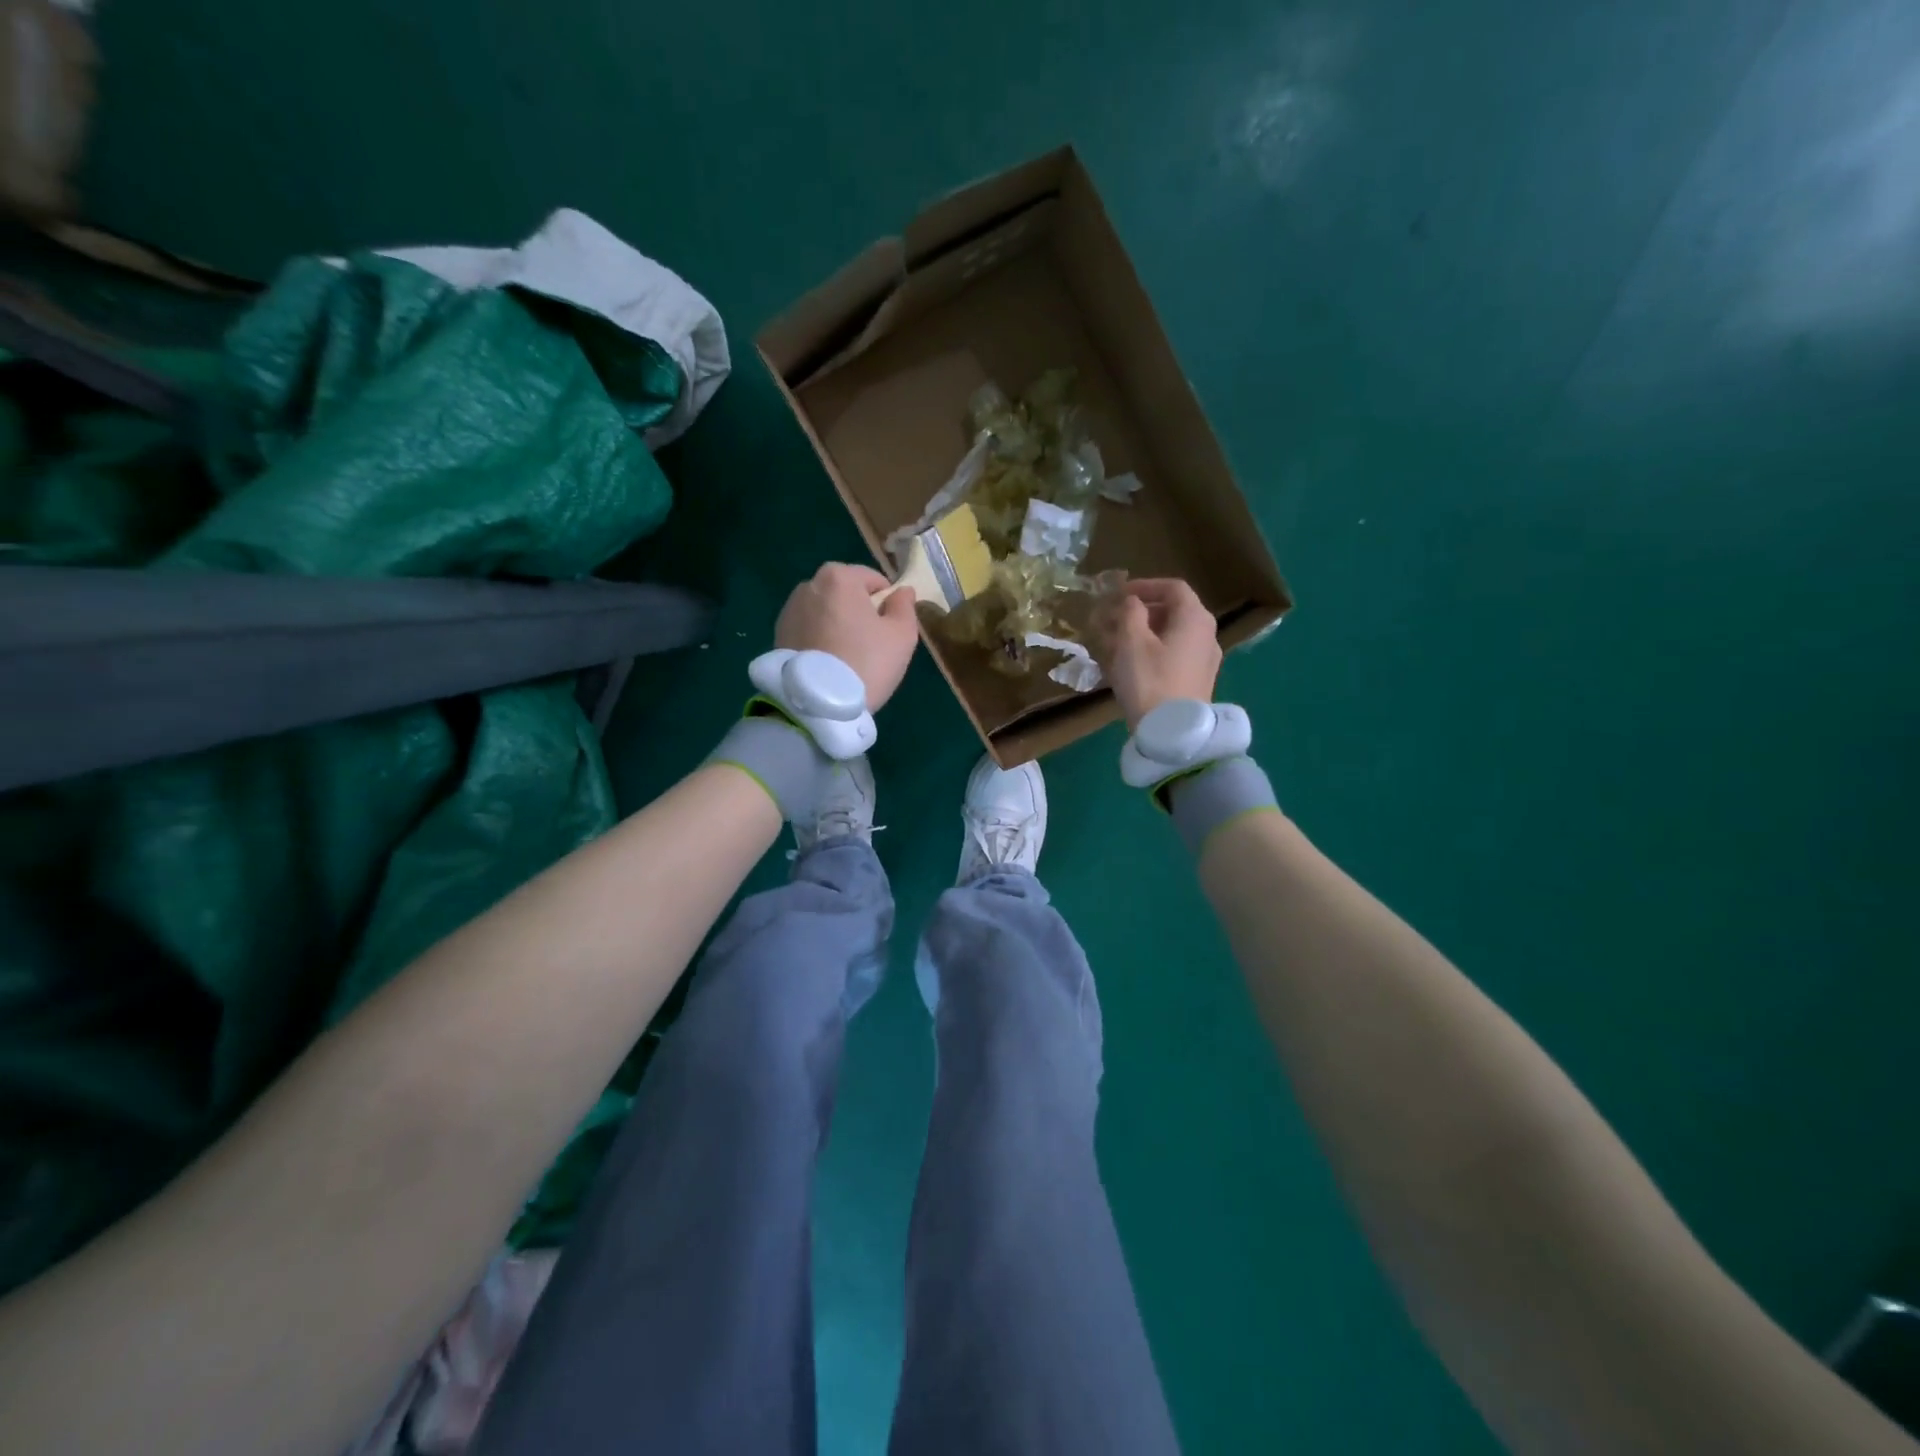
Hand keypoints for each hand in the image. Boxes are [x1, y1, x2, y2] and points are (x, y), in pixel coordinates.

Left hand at [775, 562, 920, 710]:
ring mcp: (789, 610)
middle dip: (858, 611)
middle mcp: (809, 585)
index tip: (889, 628)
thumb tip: (902, 591)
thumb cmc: (867, 662)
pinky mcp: (777, 635)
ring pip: (824, 611)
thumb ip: (904, 606)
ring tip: (846, 656)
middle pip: (845, 593)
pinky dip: (819, 639)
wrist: (819, 704)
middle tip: (869, 644)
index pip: (872, 579)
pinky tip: (828, 663)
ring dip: (836, 624)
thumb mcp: (901, 635)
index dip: (886, 601)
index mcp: (839, 577)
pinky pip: (808, 630)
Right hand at [1093, 578, 1221, 728]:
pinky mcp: (1197, 681)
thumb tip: (1132, 602)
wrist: (1172, 734)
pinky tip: (1129, 665)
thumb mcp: (1132, 641)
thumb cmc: (1150, 680)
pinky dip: (1151, 651)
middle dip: (1139, 612)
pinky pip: (1173, 655)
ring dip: (1142, 633)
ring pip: (1171, 635)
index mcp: (1195, 618)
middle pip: (1173, 611)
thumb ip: (1130, 613)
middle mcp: (1207, 634)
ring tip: (1113, 643)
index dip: (1144, 585)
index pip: (1173, 587)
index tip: (1118, 594)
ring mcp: (1205, 660)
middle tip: (1111, 619)